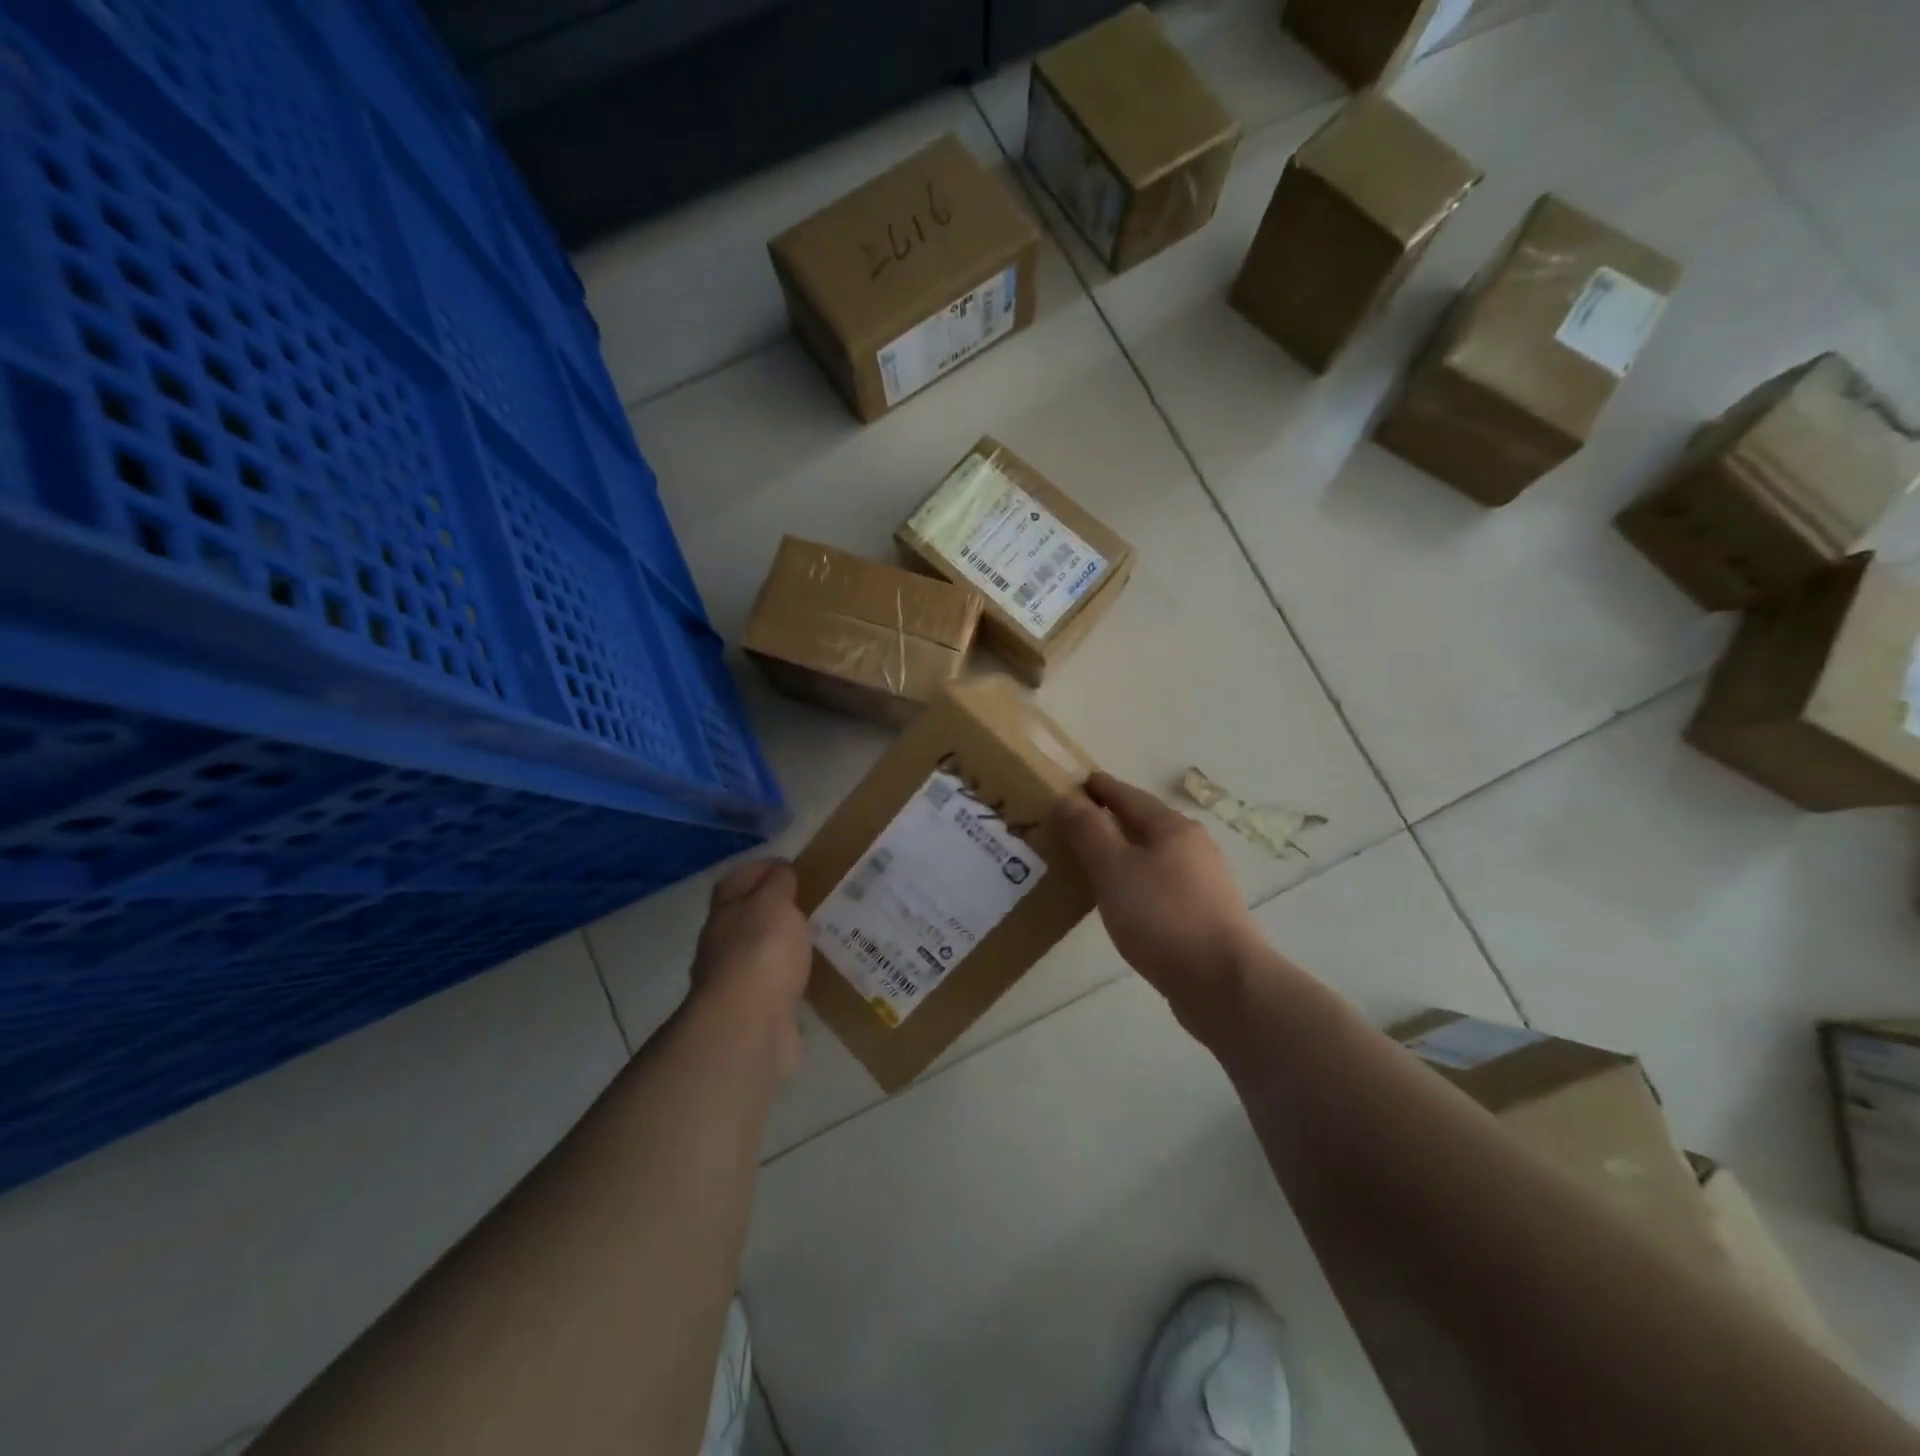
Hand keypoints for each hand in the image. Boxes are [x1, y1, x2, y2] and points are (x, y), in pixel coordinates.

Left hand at [689, 859, 811, 1078]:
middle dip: (777, 908)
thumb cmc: (760, 953)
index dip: (762, 868)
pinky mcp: (758, 1011)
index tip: (794, 866)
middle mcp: (724, 944)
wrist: (748, 1028)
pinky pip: (779, 984)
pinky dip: (794, 978)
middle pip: (749, 917)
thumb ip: (777, 884)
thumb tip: (780, 871)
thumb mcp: (773, 903)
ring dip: (787, 945)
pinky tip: (818, 975)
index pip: (738, 880)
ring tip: (823, 937)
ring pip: (765, 952)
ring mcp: (739, 980)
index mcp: (725, 912)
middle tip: (816, 901)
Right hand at [1054, 773, 1263, 1022]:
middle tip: (1076, 823)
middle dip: (1113, 820)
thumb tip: (1068, 797)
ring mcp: (1204, 882)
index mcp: (1173, 828)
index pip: (1129, 796)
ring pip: (1155, 855)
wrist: (1222, 983)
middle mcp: (1194, 847)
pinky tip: (1124, 899)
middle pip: (1146, 823)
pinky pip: (1162, 884)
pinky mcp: (1205, 915)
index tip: (1076, 783)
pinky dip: (1138, 880)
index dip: (1101, 788)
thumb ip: (1088, 831)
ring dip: (1125, 852)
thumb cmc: (1162, 916)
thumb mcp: (1114, 868)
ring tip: (1093, 861)